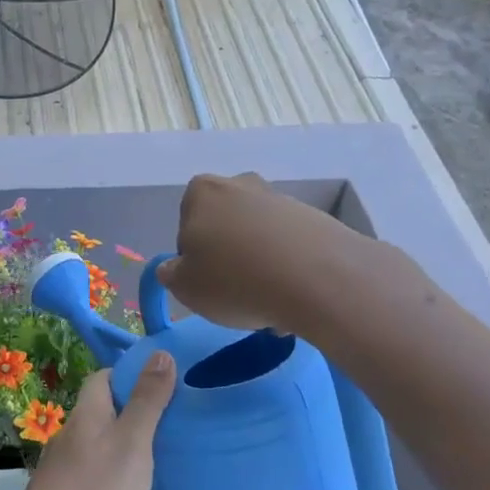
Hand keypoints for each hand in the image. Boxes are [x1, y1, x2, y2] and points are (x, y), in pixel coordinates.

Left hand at [0, 357, 176, 489]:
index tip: (165, 387)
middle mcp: (73, 437)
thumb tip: (160, 352)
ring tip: (169, 472)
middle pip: (107, 416)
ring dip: (133, 459)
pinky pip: (102, 488)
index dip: (131, 376)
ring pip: (106, 454)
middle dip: (139, 420)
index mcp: (87, 414)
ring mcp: (67, 472)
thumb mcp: (131, 443)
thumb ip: (147, 400)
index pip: (103, 378)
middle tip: (176, 432)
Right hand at [158, 172, 392, 336]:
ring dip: (260, 268)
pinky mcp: (316, 219)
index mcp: (202, 192)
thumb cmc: (234, 279)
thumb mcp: (184, 287)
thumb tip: (176, 267)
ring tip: (269, 305)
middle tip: (236, 294)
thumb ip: (171, 273)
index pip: (187, 227)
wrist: (318, 280)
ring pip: (259, 240)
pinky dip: (288, 270)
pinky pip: (291, 249)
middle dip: (229, 258)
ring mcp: (282, 200)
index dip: (193, 258)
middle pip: (225, 228)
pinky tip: (293, 298)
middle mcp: (241, 185)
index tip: (207, 283)